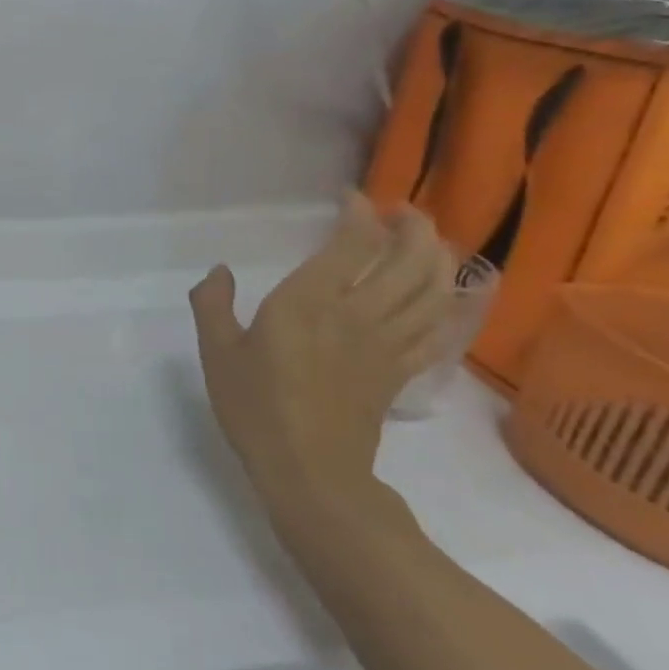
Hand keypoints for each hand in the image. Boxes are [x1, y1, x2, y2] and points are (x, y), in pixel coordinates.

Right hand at [188, 196, 453, 517]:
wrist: (309, 471)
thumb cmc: (255, 407)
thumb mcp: (217, 352)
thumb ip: (212, 304)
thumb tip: (219, 271)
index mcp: (309, 303)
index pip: (353, 243)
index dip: (359, 213)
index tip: (350, 198)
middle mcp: (358, 314)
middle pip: (409, 259)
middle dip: (413, 226)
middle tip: (401, 211)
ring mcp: (388, 344)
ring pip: (434, 290)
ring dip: (439, 258)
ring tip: (429, 241)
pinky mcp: (401, 371)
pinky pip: (441, 330)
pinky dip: (454, 305)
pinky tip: (456, 293)